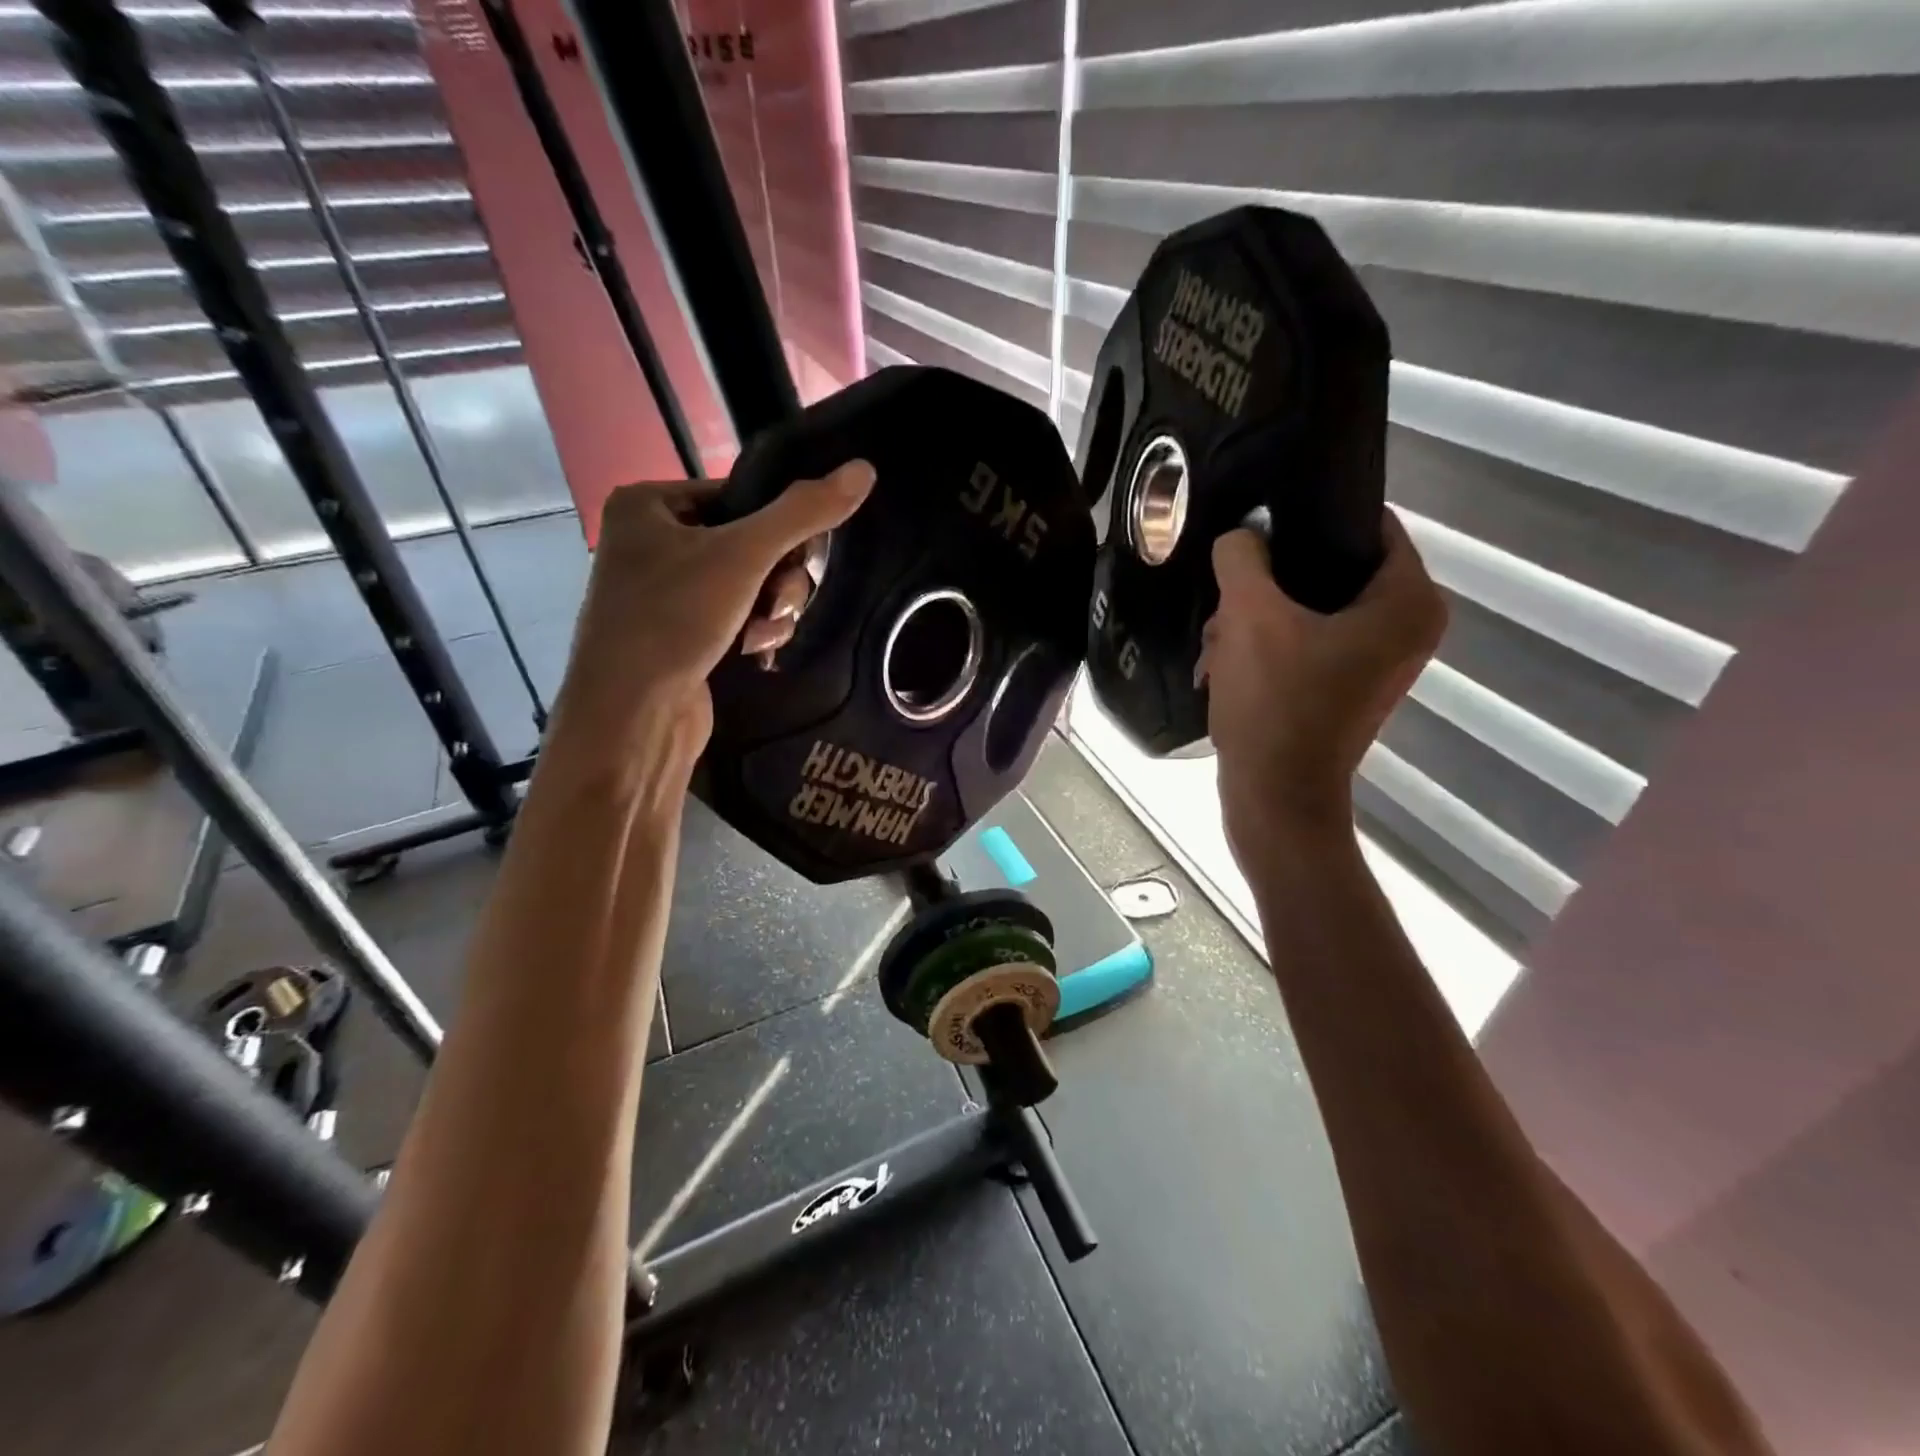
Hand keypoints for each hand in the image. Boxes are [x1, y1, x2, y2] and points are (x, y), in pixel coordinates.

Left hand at [555, 460, 874, 765]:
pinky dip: (754, 630)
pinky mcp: (681, 633)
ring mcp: (666, 592)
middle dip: (778, 579)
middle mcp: (652, 542)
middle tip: (780, 603)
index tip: (802, 558)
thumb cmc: (673, 618)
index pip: (739, 496)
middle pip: (751, 543)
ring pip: (750, 584)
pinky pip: (736, 615)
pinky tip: (755, 651)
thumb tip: (863, 469)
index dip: (779, 527)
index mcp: (648, 505)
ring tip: (764, 634)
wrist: (631, 714)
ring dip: (771, 609)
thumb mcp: (744, 554)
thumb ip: (804, 513)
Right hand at [1197, 509, 1445, 862]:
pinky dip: (1263, 649)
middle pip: (1328, 570)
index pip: (1366, 523)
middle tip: (1225, 609)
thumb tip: (1241, 537)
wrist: (1275, 796)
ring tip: (1216, 648)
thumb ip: (1242, 557)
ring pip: (1307, 609)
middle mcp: (1405, 626)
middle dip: (1266, 586)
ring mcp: (1375, 661)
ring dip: (1254, 621)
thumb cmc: (1276, 703)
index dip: (1309, 518)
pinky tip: (1223, 666)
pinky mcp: (1344, 687)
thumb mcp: (1250, 617)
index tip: (1258, 528)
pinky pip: (1304, 643)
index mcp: (1407, 601)